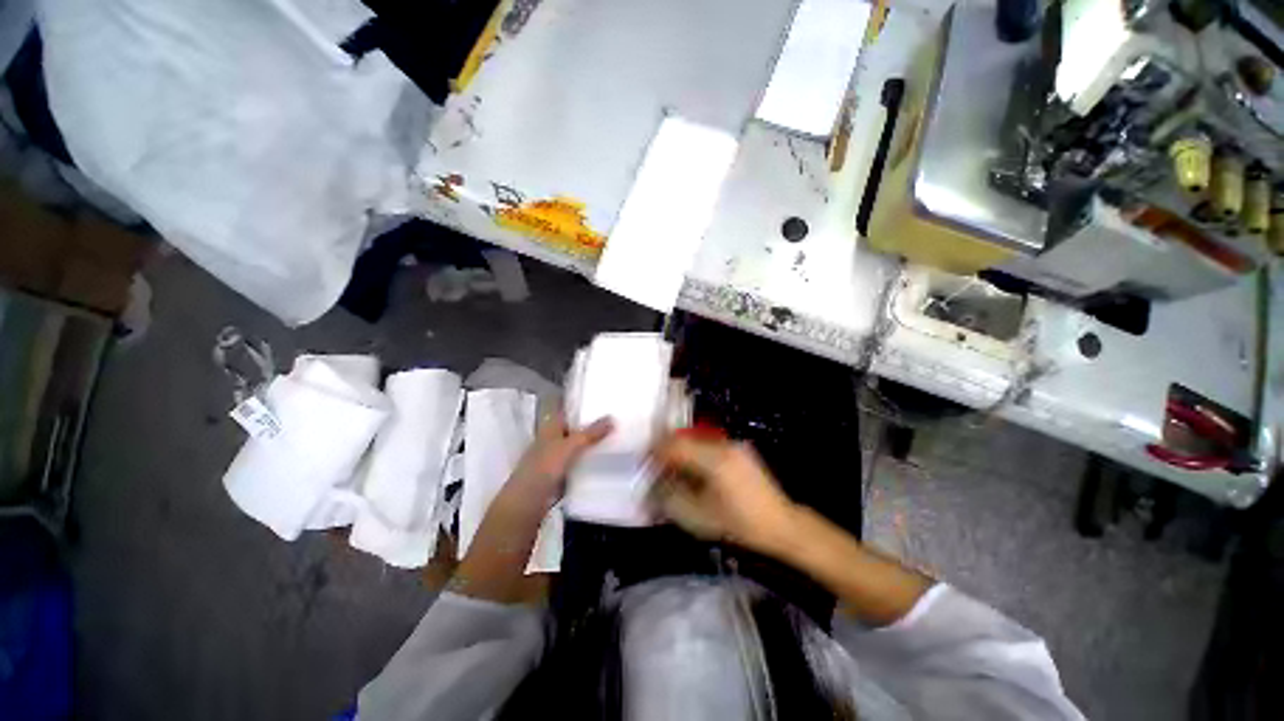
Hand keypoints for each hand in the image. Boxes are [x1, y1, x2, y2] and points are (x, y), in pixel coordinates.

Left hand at [507, 414, 613, 508]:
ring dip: (590, 444)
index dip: (579, 405)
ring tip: (614, 437)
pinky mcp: (559, 474)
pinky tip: (603, 461)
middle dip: (590, 425)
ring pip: (576, 446)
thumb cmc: (544, 467)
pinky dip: (588, 461)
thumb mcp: (570, 446)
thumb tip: (612, 418)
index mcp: (550, 427)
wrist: (528, 501)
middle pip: (573, 428)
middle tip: (614, 419)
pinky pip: (578, 463)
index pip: (565, 410)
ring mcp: (555, 458)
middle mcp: (552, 439)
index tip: (599, 400)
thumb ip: (590, 433)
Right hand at [650, 434, 798, 554]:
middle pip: (685, 438)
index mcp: (714, 459)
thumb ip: (670, 498)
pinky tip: (693, 470)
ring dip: (681, 450)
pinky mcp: (740, 449)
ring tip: (673, 468)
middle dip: (667, 449)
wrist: (780, 524)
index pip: (676, 445)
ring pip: (696, 439)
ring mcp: (734, 444)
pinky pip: (709, 444)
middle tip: (656, 464)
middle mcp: (724, 444)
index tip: (645, 460)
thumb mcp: (698, 518)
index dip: (656, 450)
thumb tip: (653, 484)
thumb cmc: (738, 525)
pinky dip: (695, 453)